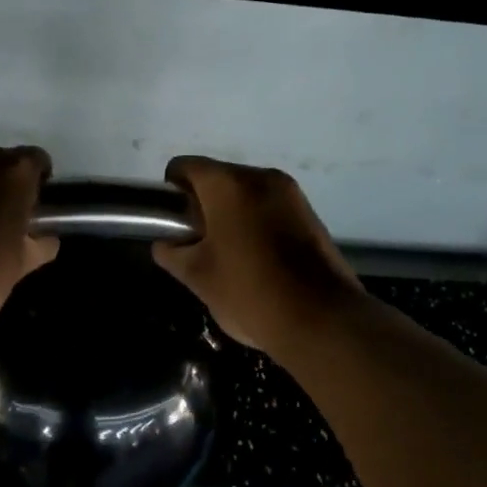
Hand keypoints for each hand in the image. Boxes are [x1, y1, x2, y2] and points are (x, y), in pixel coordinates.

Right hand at [153, 156, 364, 355]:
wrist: (320, 320)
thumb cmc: (248, 292)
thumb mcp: (197, 276)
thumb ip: (172, 253)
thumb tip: (166, 244)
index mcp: (228, 184)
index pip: (184, 167)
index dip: (171, 191)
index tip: (173, 222)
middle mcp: (261, 177)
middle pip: (219, 178)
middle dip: (203, 205)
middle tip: (198, 244)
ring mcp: (292, 195)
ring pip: (247, 194)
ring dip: (232, 214)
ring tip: (229, 256)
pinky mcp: (311, 215)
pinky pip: (271, 208)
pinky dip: (257, 223)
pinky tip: (258, 260)